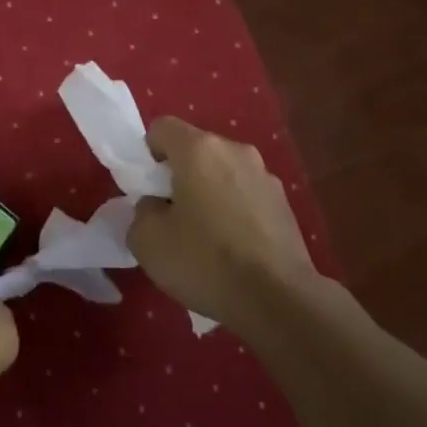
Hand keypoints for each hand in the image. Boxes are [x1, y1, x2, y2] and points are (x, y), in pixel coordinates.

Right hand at [128, 118, 327, 336]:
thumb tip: (157, 206)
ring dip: (209, 193)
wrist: (278, 299)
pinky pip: (245, 196)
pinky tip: (233, 250)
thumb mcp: (147, 241)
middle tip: (171, 217)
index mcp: (199, 149)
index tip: (148, 189)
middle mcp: (235, 151)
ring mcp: (265, 176)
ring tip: (206, 238)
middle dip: (179, 175)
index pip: (162, 127)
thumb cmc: (205, 261)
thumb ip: (142, 212)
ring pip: (223, 173)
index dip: (147, 153)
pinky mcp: (284, 204)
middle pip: (195, 150)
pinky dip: (234, 212)